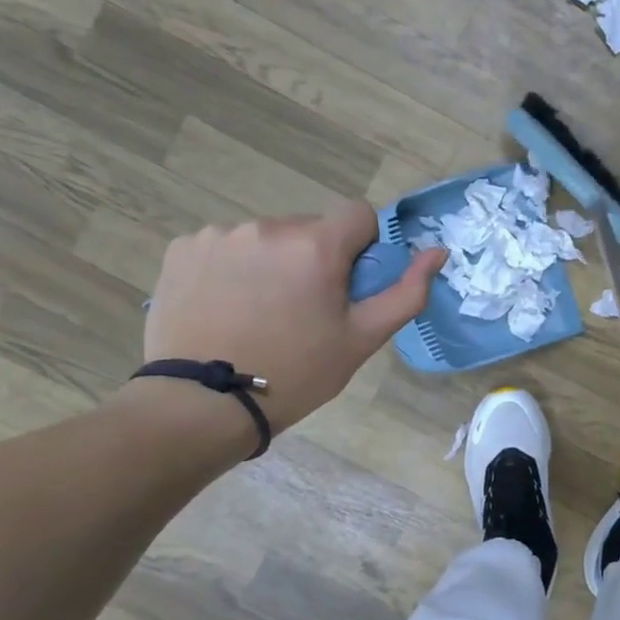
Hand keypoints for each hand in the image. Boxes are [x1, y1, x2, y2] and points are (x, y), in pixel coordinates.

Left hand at [143, 204, 444, 437]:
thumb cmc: (296, 373)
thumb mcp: (362, 339)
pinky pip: (225, 247)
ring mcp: (220, 235)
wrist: (204, 404)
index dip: (362, 247)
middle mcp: (268, 226)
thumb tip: (437, 252)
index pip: (359, 215)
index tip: (348, 286)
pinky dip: (232, 269)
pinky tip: (226, 307)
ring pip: (267, 238)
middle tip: (303, 311)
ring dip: (273, 263)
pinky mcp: (182, 248)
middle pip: (310, 229)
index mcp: (316, 245)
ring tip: (259, 313)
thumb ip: (406, 292)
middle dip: (315, 259)